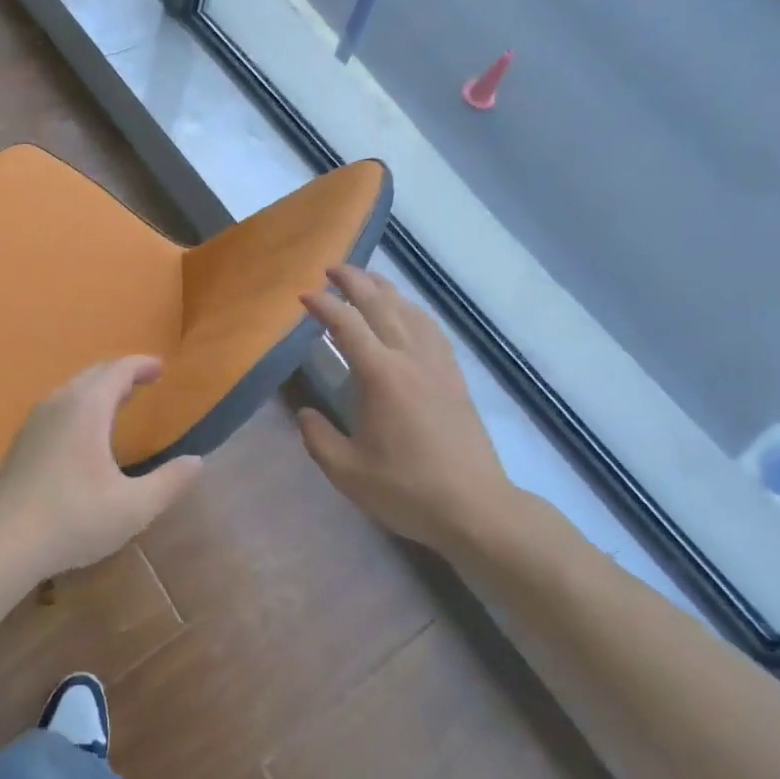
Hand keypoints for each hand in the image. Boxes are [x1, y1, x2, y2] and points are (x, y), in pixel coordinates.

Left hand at [0, 357, 204, 582]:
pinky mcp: (22, 438)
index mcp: (87, 407)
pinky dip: (80, 403)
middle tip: (145, 381)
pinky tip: (85, 429)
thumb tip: (196, 462)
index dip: (142, 365)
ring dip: (99, 387)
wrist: (4, 542)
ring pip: (73, 388)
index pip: (119, 370)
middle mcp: (60, 402)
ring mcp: (36, 419)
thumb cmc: (74, 519)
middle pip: (94, 373)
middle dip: (122, 373)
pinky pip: (59, 404)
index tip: (161, 368)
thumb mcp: (133, 507)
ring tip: (120, 401)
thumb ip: (169, 483)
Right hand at [298, 266, 517, 552]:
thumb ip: (317, 437)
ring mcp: (437, 365)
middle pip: (381, 305)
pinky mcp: (455, 377)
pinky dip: (413, 310)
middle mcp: (410, 359)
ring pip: (410, 311)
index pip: (347, 325)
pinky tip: (408, 312)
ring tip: (365, 280)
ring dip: (384, 289)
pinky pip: (432, 329)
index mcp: (381, 375)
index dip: (324, 305)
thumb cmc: (407, 489)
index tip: (303, 296)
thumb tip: (306, 413)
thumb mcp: (347, 471)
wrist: (476, 509)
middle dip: (354, 281)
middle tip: (331, 269)